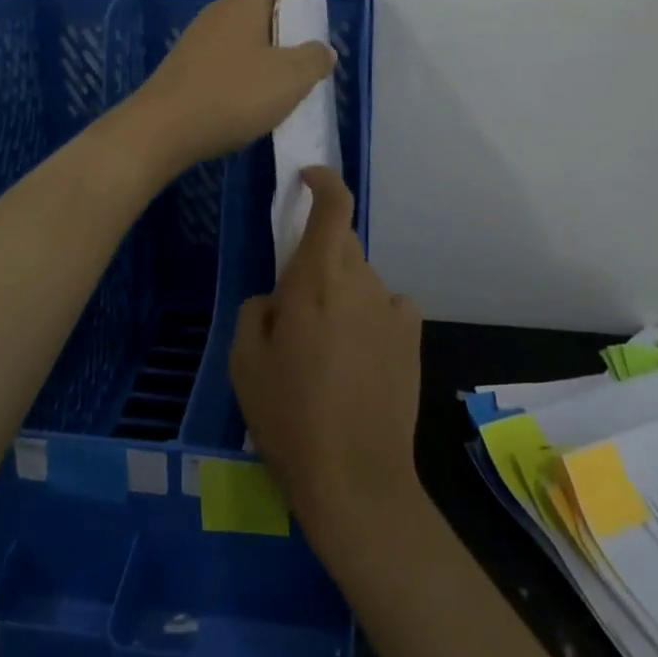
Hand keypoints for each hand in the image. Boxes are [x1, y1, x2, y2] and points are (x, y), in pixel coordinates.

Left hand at [132, 0, 336, 171]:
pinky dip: (253, 66)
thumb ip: (314, 59)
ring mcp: (199, 41)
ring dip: (274, 44)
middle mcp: (218, 13)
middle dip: (292, 12)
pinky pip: (231, 54)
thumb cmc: (229, 96)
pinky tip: (258, 101)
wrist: (160, 132)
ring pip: (245, 27)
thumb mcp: (288, 79)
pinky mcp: (189, 68)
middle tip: (311, 45)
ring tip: (290, 80)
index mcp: (243, 2)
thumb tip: (320, 51)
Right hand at [230, 166, 424, 554]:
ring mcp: (392, 308)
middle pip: (342, 242)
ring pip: (360, 278)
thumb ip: (256, 309)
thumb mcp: (244, 362)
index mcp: (316, 279)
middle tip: (297, 300)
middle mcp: (360, 281)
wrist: (355, 478)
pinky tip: (358, 357)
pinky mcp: (412, 336)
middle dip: (319, 254)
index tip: (307, 178)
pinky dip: (369, 316)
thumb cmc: (289, 417)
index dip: (323, 181)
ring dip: (341, 291)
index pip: (333, 206)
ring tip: (324, 345)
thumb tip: (277, 296)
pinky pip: (385, 306)